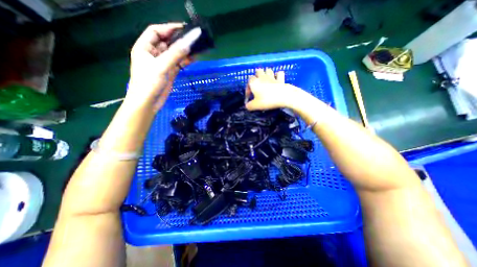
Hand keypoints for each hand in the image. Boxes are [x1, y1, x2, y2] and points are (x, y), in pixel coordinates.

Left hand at [125, 22, 199, 110]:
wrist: (149, 102)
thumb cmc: (149, 83)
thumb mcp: (161, 66)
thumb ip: (175, 54)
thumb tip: (189, 42)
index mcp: (144, 47)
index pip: (156, 32)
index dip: (169, 28)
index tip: (184, 28)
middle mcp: (153, 54)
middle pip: (167, 42)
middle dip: (179, 40)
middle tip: (193, 38)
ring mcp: (163, 64)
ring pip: (175, 54)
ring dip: (184, 51)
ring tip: (197, 47)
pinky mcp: (170, 72)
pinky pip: (179, 63)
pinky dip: (186, 61)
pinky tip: (194, 58)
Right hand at [245, 68, 304, 110]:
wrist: (284, 97)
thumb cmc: (267, 100)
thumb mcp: (255, 105)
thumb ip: (249, 106)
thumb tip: (247, 106)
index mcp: (254, 82)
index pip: (249, 80)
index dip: (248, 87)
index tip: (250, 96)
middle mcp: (262, 77)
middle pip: (258, 71)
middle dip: (257, 76)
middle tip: (257, 84)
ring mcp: (272, 77)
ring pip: (268, 70)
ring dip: (266, 73)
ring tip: (266, 80)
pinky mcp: (281, 79)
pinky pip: (279, 73)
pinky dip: (278, 75)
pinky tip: (277, 79)